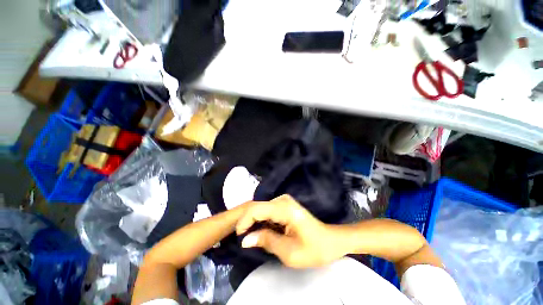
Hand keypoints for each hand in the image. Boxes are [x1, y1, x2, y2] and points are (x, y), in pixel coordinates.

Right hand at [236, 195, 344, 267]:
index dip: (244, 222)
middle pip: (257, 208)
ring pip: (261, 210)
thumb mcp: (289, 252)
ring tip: (254, 239)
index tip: (240, 238)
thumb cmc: (314, 249)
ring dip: (255, 224)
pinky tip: (264, 233)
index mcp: (284, 208)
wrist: (331, 241)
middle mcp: (282, 200)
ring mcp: (284, 201)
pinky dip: (262, 223)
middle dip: (248, 223)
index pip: (256, 209)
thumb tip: (245, 240)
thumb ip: (266, 241)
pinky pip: (268, 212)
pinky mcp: (285, 205)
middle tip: (245, 241)